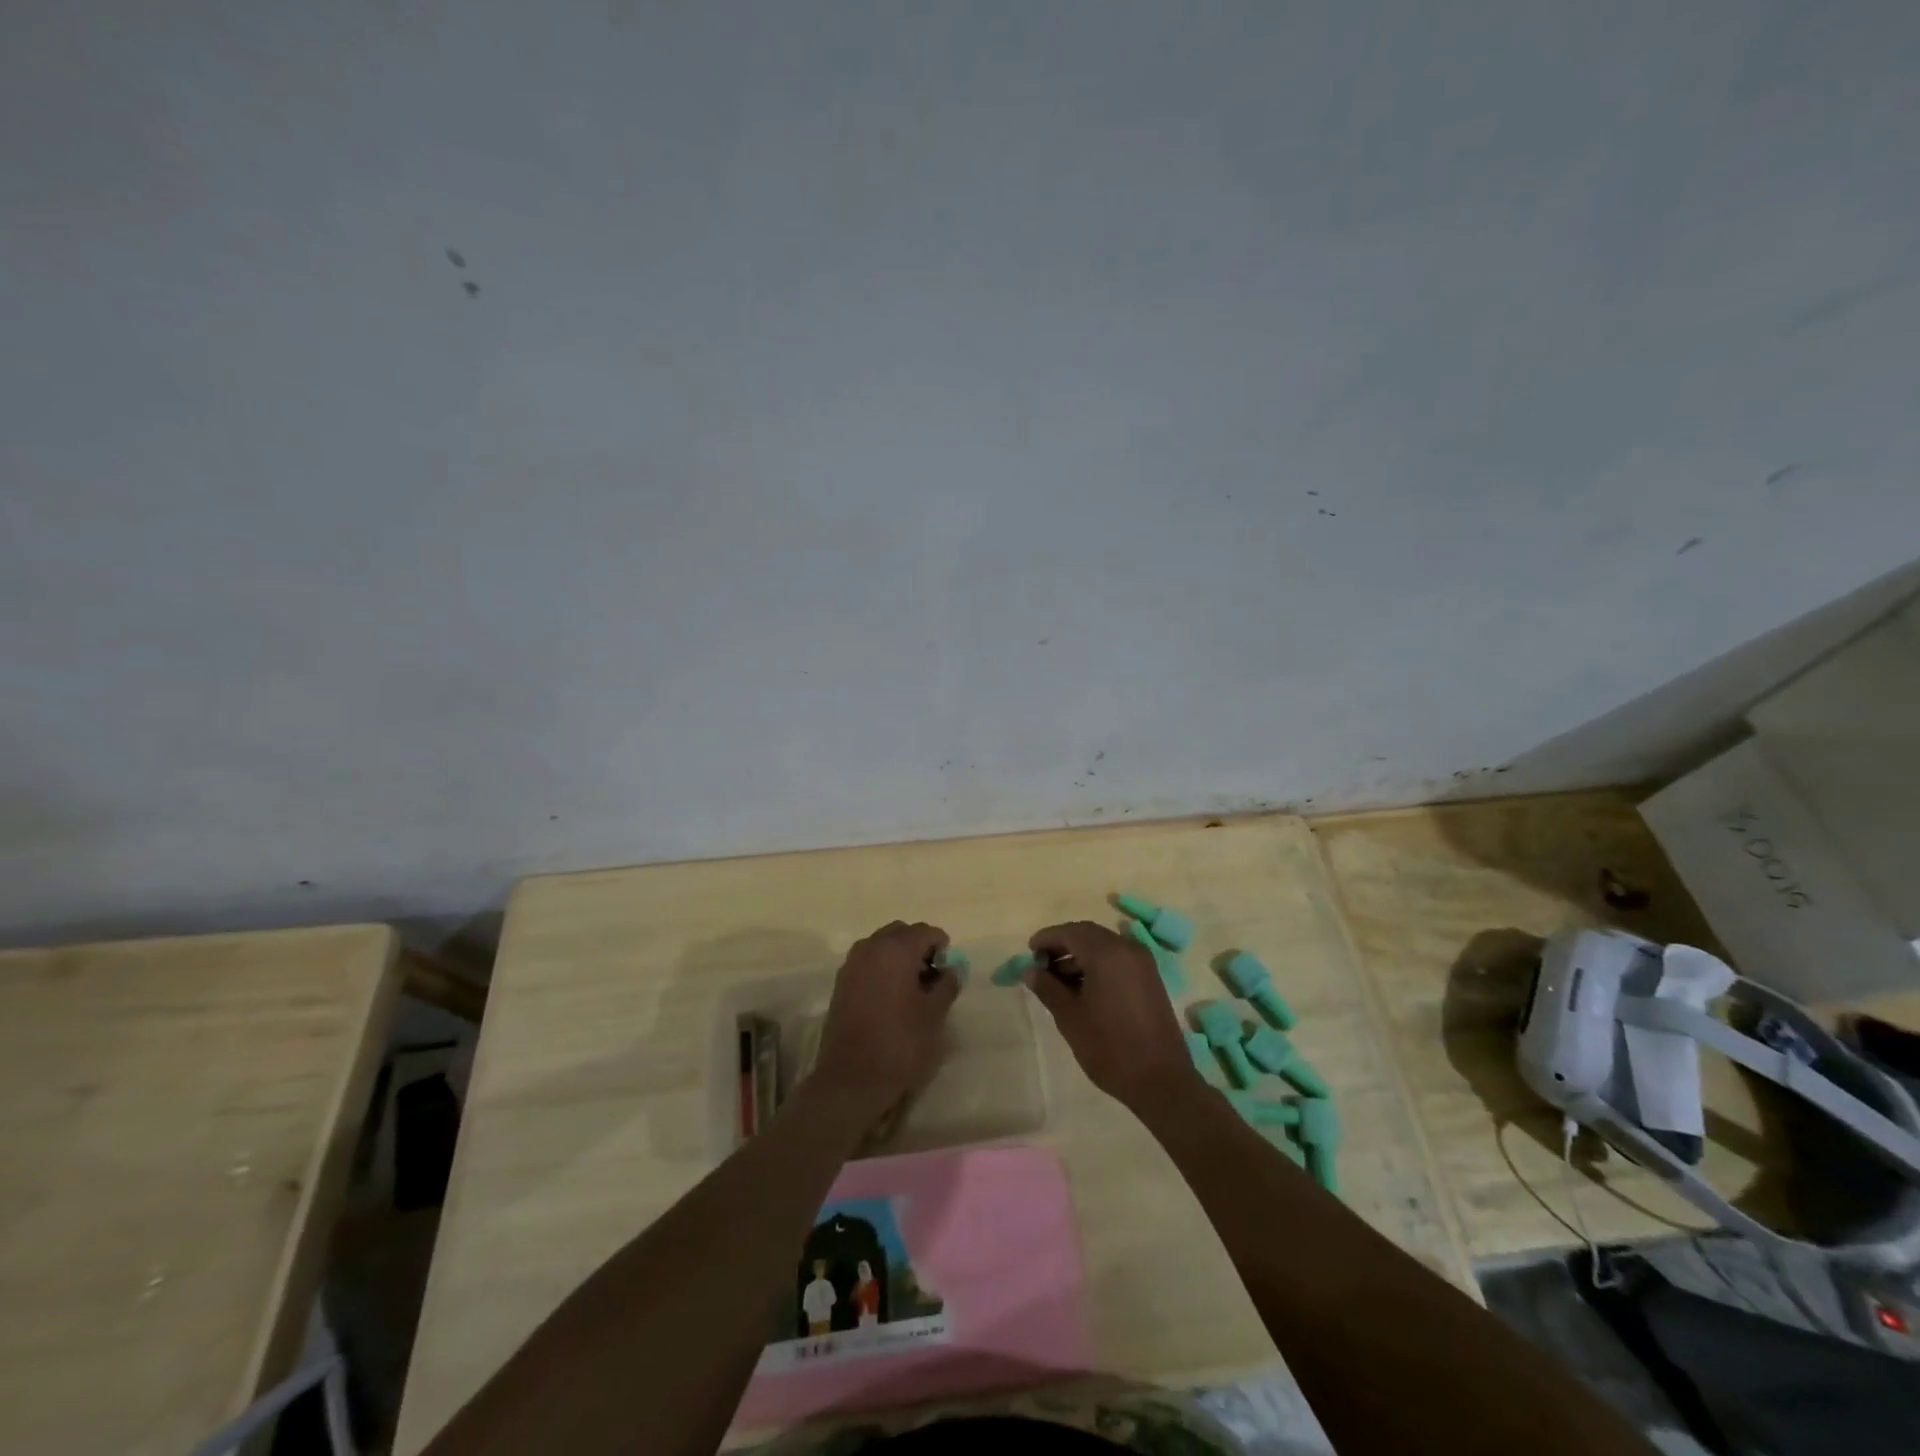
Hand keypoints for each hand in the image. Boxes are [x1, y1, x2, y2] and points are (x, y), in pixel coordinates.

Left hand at [810, 921, 960, 1118]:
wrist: (851, 1079)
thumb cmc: (900, 1043)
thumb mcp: (935, 1014)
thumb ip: (947, 984)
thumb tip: (950, 969)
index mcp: (896, 949)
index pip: (925, 932)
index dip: (942, 948)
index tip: (948, 973)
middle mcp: (870, 947)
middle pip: (901, 933)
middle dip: (919, 948)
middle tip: (932, 978)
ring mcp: (852, 964)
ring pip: (882, 946)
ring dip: (899, 958)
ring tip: (913, 990)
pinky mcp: (841, 984)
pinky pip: (868, 963)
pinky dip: (883, 970)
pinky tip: (892, 999)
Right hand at [1024, 921, 1199, 1110]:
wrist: (1161, 1081)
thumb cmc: (1109, 1047)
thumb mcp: (1070, 1017)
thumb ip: (1047, 988)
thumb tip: (1030, 970)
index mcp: (1106, 953)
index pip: (1070, 932)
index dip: (1047, 938)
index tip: (1029, 952)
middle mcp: (1127, 949)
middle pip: (1088, 934)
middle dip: (1063, 945)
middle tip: (1041, 965)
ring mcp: (1143, 963)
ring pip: (1104, 947)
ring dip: (1080, 956)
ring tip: (1058, 982)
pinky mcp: (1150, 979)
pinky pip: (1118, 960)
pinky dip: (1098, 965)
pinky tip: (1083, 988)